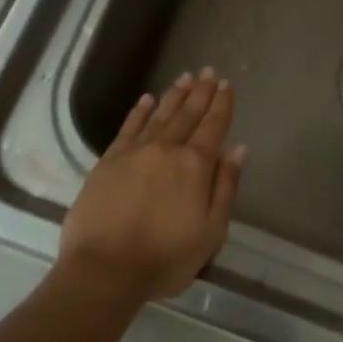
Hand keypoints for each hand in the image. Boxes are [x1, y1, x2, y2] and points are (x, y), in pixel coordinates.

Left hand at [56, 68, 246, 308]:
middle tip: (209, 71)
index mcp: (194, 166)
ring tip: (185, 78)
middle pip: (187, 114)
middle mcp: (165, 150)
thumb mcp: (211, 231)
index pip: (213, 127)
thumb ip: (225, 187)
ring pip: (158, 115)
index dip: (222, 105)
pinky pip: (127, 128)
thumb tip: (238, 149)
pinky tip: (145, 100)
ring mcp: (133, 153)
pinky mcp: (107, 162)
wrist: (104, 270)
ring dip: (173, 95)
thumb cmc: (165, 258)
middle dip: (201, 92)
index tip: (227, 85)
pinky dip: (138, 112)